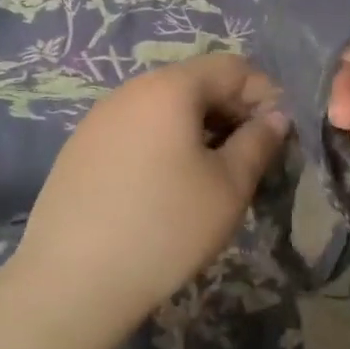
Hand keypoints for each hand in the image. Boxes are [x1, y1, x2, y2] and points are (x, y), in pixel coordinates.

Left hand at [10, 53, 289, 317]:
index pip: (232, 67)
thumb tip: (274, 117)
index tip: (278, 135)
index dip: (264, 94)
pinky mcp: (80, 148)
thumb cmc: (165, 227)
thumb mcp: (228, 187)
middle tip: (249, 159)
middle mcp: (131, 90)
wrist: (71, 280)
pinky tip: (164, 188)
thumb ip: (258, 143)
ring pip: (163, 108)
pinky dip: (163, 144)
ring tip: (210, 175)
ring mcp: (99, 118)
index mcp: (170, 88)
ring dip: (197, 130)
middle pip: (195, 83)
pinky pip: (135, 130)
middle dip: (231, 112)